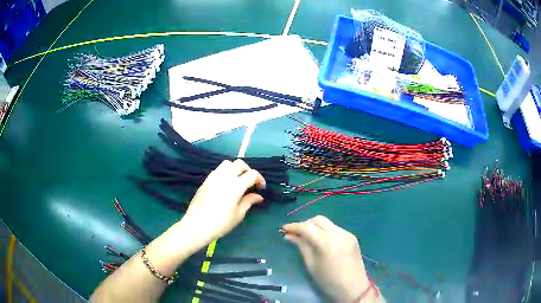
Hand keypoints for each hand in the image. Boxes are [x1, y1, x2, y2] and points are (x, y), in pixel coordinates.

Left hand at [180, 159, 265, 244]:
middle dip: (248, 170)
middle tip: (250, 182)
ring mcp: (213, 178)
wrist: (196, 226)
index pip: (252, 174)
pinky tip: (225, 184)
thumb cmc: (220, 224)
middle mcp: (224, 178)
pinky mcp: (205, 181)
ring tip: (237, 180)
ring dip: (235, 168)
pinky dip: (225, 172)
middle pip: (239, 164)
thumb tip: (258, 196)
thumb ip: (249, 202)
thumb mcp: (238, 215)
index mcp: (235, 187)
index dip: (260, 179)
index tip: (261, 188)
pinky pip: (217, 170)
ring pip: (227, 163)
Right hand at [283, 216, 373, 302]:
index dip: (294, 226)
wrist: (354, 288)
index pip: (307, 227)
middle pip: (318, 219)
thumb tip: (289, 236)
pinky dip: (326, 231)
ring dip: (316, 227)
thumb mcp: (311, 265)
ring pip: (328, 223)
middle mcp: (338, 233)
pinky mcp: (352, 237)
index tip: (283, 229)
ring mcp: (347, 234)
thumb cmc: (329, 281)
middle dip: (305, 224)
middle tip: (296, 234)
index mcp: (326, 242)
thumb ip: (301, 247)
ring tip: (308, 238)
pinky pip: (336, 229)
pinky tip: (322, 242)